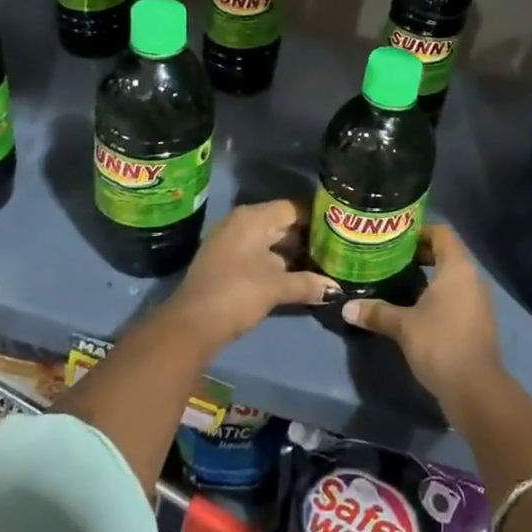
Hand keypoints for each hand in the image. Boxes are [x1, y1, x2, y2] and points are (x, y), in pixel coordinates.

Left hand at [168, 199, 334, 347]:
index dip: (317, 218)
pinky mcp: (226, 261)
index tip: (339, 229)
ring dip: (292, 253)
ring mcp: (231, 241)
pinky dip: (276, 262)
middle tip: (335, 249)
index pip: (293, 208)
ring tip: (322, 264)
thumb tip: (336, 289)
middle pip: (282, 223)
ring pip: (270, 240)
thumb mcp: (276, 287)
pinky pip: (258, 253)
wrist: (191, 324)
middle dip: (307, 238)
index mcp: (253, 218)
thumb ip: (307, 284)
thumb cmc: (237, 293)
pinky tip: (296, 276)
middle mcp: (241, 222)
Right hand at [341, 225, 502, 403]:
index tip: (395, 239)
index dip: (419, 231)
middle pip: (446, 253)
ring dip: (428, 276)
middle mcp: (471, 278)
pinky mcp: (477, 321)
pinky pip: (456, 295)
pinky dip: (438, 295)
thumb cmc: (440, 343)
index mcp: (457, 267)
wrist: (476, 389)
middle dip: (419, 254)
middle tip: (390, 259)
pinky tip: (415, 308)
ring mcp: (478, 300)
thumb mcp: (403, 326)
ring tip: (398, 282)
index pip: (441, 233)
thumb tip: (347, 307)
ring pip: (451, 276)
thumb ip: (377, 312)